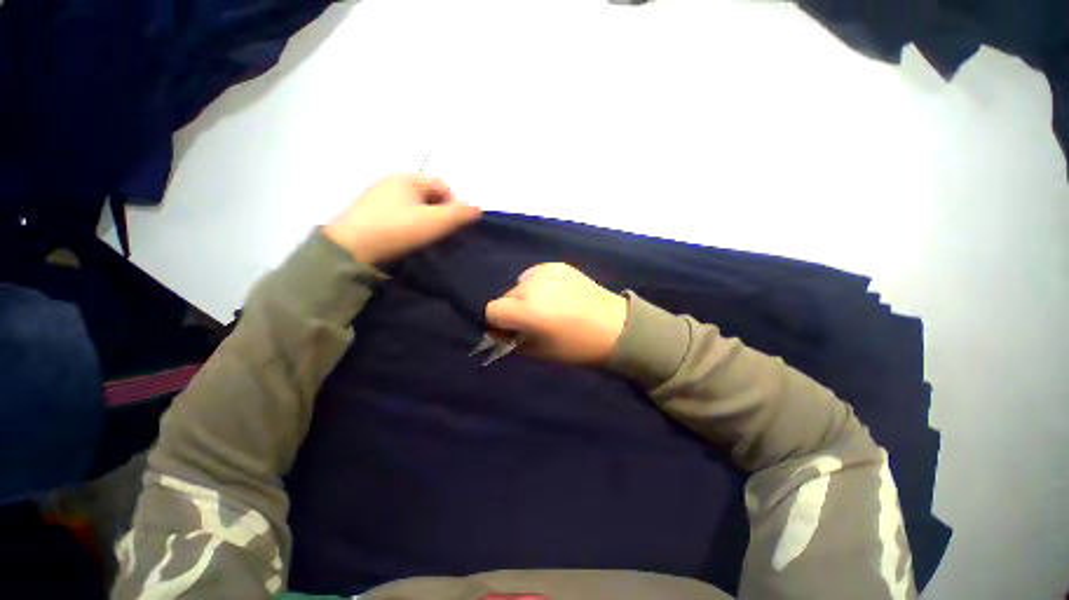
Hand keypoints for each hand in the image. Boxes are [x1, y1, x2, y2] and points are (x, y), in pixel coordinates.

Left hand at [324, 174, 480, 264]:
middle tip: (436, 234)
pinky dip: (405, 223)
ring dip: (422, 219)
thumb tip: (478, 208)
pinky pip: (396, 213)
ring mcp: (375, 196)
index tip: (450, 226)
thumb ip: (459, 214)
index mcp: (408, 178)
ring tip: (419, 239)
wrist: (348, 250)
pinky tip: (401, 239)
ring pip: (412, 205)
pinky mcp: (365, 212)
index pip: (443, 185)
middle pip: (427, 195)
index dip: (453, 205)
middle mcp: (390, 181)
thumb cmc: (397, 230)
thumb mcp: (435, 222)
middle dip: (438, 213)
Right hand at [485, 263, 627, 363]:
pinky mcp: (557, 265)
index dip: (499, 322)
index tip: (512, 330)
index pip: (492, 310)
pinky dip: (538, 285)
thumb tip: (499, 332)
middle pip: (506, 296)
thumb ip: (513, 341)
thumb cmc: (576, 346)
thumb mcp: (539, 352)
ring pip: (520, 285)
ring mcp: (545, 271)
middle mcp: (531, 286)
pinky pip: (535, 275)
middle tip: (533, 320)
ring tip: (548, 306)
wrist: (614, 326)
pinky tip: (556, 294)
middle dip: (513, 309)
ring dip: (526, 296)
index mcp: (526, 310)